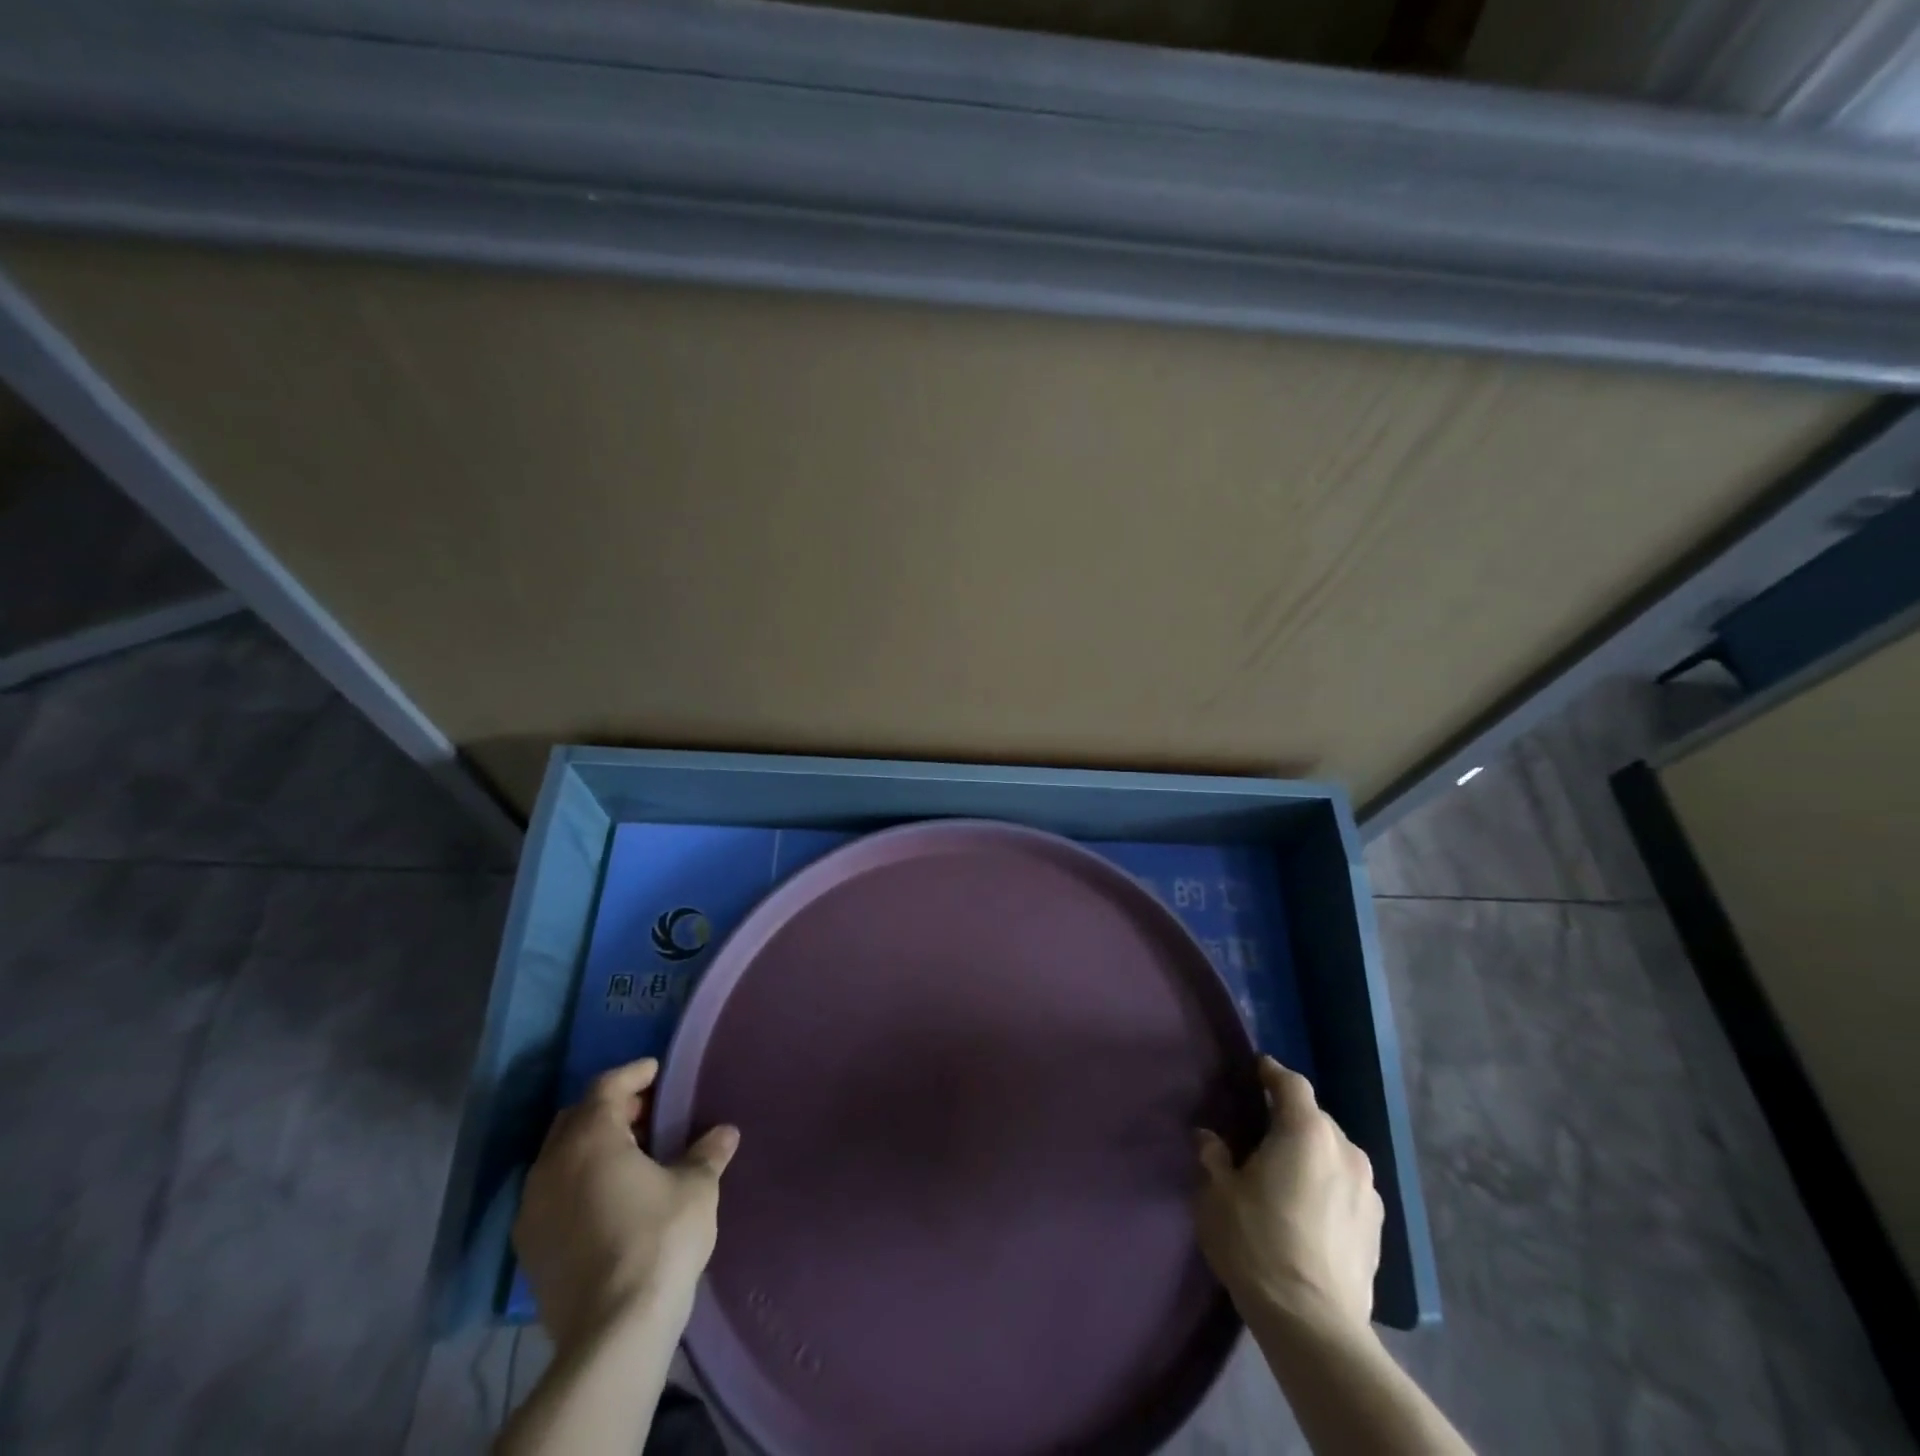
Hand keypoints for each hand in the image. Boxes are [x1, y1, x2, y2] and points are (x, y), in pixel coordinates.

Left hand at [513, 1058, 739, 1353]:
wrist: (612, 1333)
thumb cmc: (658, 1240)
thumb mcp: (696, 1188)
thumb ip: (707, 1153)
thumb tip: (725, 1132)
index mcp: (590, 1139)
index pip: (607, 1087)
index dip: (634, 1074)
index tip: (657, 1070)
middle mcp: (551, 1166)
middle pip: (576, 1117)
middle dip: (610, 1108)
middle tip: (647, 1113)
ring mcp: (533, 1209)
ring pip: (559, 1157)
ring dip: (591, 1146)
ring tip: (631, 1155)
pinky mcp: (530, 1248)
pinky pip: (552, 1193)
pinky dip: (577, 1181)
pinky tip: (608, 1197)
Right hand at [1193, 1055, 1382, 1343]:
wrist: (1314, 1325)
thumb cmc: (1257, 1244)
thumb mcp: (1217, 1194)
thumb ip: (1213, 1157)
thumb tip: (1210, 1139)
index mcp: (1306, 1132)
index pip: (1291, 1084)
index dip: (1272, 1072)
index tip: (1255, 1070)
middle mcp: (1345, 1151)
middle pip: (1315, 1118)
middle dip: (1289, 1118)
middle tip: (1260, 1132)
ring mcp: (1368, 1191)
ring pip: (1334, 1153)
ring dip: (1311, 1153)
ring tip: (1285, 1172)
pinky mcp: (1378, 1228)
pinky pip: (1347, 1186)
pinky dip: (1327, 1184)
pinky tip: (1307, 1208)